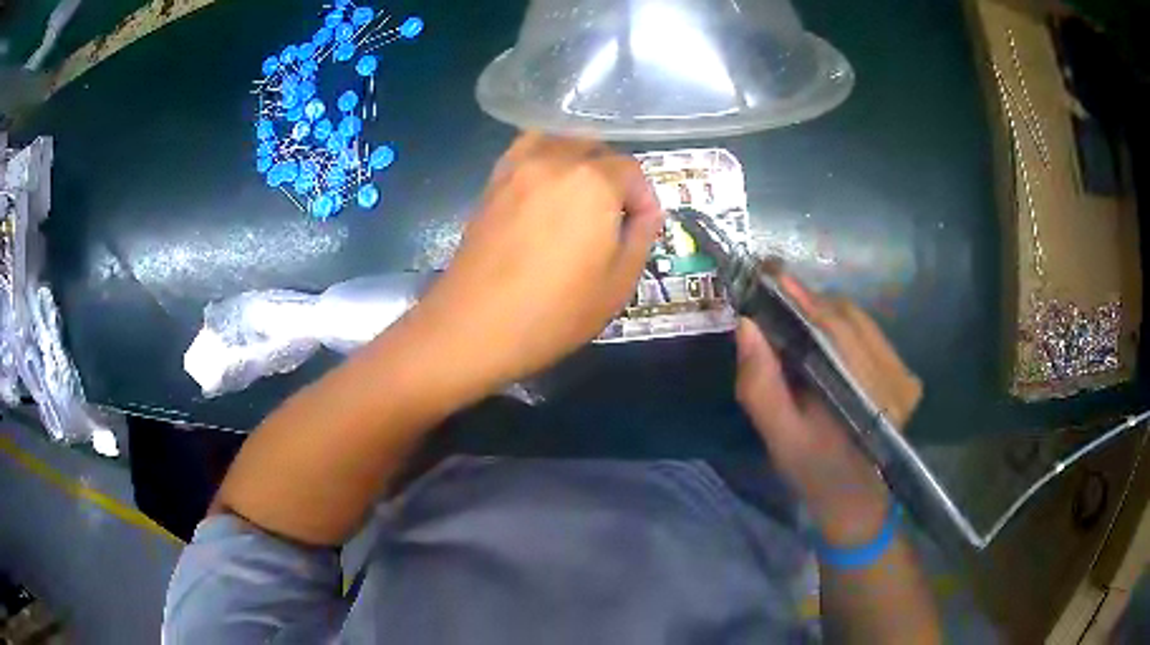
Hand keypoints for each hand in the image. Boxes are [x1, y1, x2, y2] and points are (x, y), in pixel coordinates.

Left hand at [414, 133, 663, 391]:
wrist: (474, 326)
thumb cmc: (554, 312)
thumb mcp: (618, 284)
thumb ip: (641, 237)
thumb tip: (647, 212)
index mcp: (593, 182)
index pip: (631, 170)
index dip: (643, 198)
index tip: (641, 227)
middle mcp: (555, 161)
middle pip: (595, 148)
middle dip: (613, 175)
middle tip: (613, 215)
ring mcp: (517, 168)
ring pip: (558, 141)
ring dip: (578, 159)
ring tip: (580, 195)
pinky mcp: (492, 183)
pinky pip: (525, 151)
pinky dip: (543, 158)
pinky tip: (545, 190)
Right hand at [735, 274, 921, 545]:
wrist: (856, 500)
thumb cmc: (815, 471)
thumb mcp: (780, 437)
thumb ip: (761, 385)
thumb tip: (746, 324)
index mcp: (866, 398)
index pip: (834, 329)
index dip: (801, 298)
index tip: (770, 274)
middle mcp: (895, 379)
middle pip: (849, 317)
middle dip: (810, 303)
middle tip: (775, 299)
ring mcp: (905, 376)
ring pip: (861, 321)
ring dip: (826, 313)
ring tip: (795, 319)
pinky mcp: (907, 376)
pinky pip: (871, 333)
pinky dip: (843, 326)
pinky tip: (824, 339)